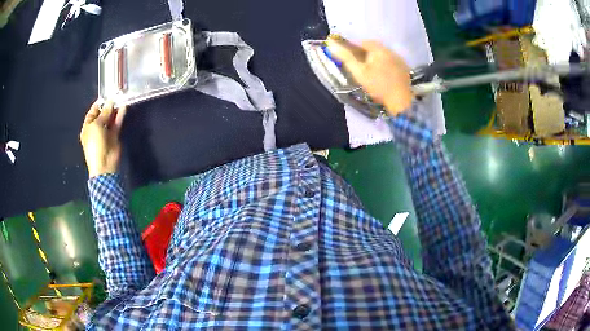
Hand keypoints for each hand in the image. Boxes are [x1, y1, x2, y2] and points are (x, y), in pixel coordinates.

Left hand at [80, 100, 126, 177]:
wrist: (104, 164)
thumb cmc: (95, 144)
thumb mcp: (96, 125)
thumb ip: (104, 112)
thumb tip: (110, 101)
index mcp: (88, 127)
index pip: (93, 112)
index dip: (99, 103)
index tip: (107, 95)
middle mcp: (96, 128)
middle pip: (103, 114)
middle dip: (108, 105)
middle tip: (116, 95)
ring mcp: (106, 132)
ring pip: (111, 118)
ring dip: (115, 109)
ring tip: (121, 99)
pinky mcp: (114, 136)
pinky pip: (117, 123)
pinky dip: (120, 116)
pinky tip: (124, 107)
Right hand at [326, 35, 412, 115]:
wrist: (401, 101)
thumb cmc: (378, 86)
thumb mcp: (359, 72)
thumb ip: (346, 57)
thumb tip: (331, 44)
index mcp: (378, 49)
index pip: (363, 42)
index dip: (354, 48)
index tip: (350, 57)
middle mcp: (390, 50)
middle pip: (374, 48)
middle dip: (365, 53)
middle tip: (360, 65)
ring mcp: (399, 59)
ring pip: (383, 54)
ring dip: (375, 59)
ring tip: (371, 71)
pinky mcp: (404, 68)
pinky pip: (391, 61)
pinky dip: (385, 64)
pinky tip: (383, 75)